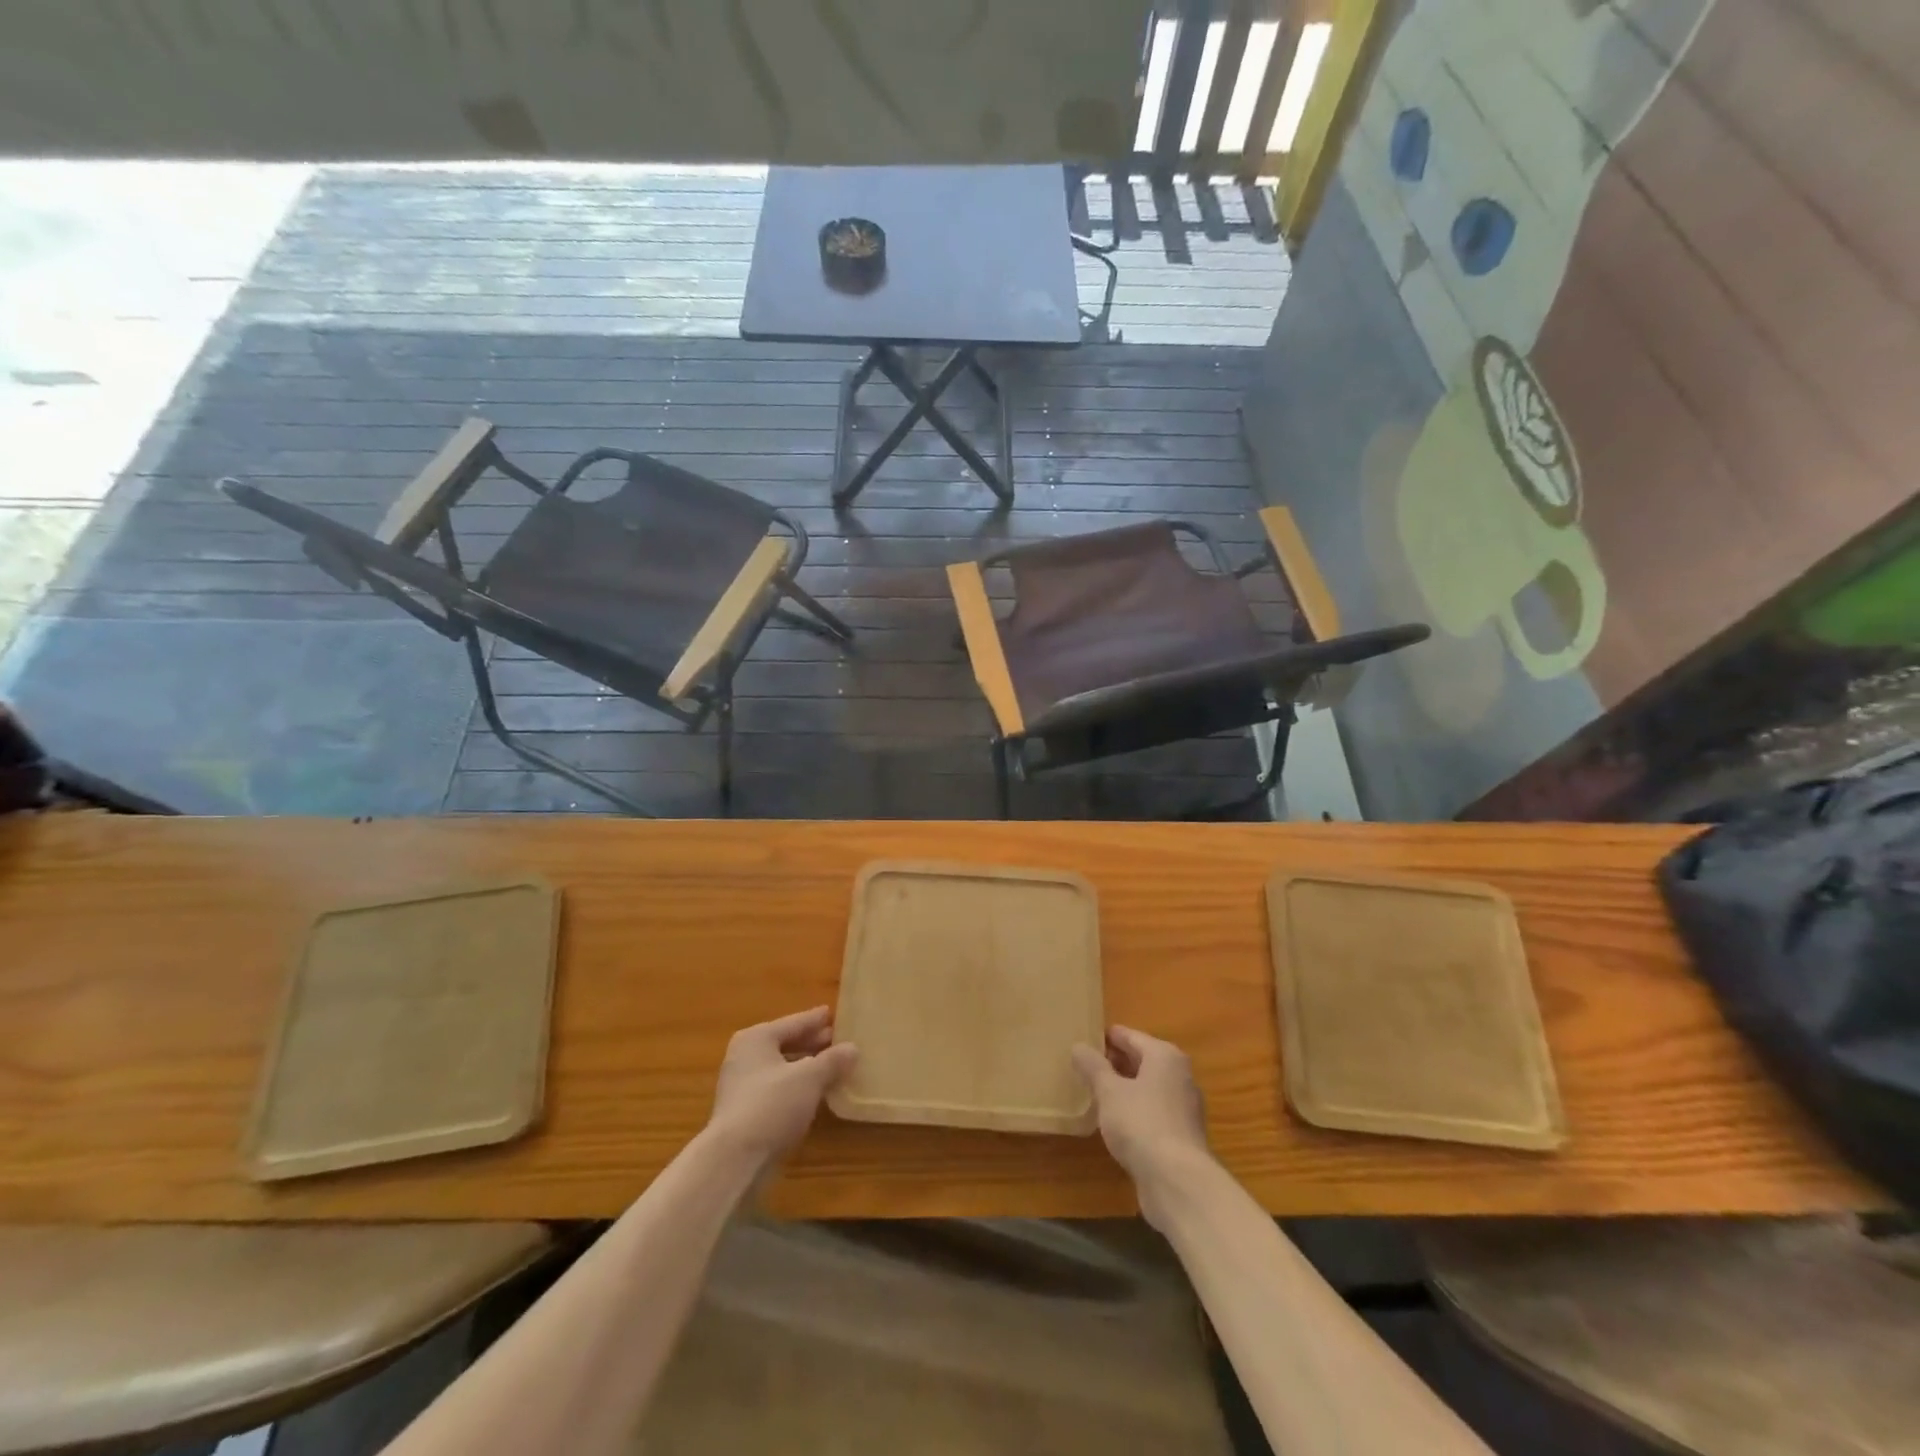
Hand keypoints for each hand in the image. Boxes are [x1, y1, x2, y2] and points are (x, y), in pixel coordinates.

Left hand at [707, 1007, 858, 1165]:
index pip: (794, 1023)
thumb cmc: (772, 1104)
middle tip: (839, 1040)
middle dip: (812, 1043)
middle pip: (786, 1044)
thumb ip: (832, 1060)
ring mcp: (742, 1086)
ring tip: (833, 1067)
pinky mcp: (744, 1113)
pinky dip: (797, 1088)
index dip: (816, 1020)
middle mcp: (745, 1057)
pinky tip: (816, 1094)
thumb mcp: (810, 1077)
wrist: (734, 1160)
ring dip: (806, 1067)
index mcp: (757, 1038)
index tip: (834, 1013)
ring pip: (782, 1068)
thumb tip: (853, 1048)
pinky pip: (778, 1090)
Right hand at [1072, 1026, 1210, 1226]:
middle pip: (1141, 1060)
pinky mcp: (1181, 1135)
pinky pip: (1152, 1111)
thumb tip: (1078, 1046)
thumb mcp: (1108, 1091)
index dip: (1105, 1037)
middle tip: (1083, 1065)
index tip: (1083, 1039)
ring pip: (1147, 1087)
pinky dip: (1134, 1110)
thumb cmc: (1141, 1123)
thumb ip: (1093, 1066)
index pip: (1130, 1036)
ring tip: (1093, 1091)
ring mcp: (1183, 1107)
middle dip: (1114, 1062)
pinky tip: (1113, 1121)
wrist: (1177, 1181)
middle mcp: (1179, 1076)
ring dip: (1124, 1088)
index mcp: (1164, 1056)